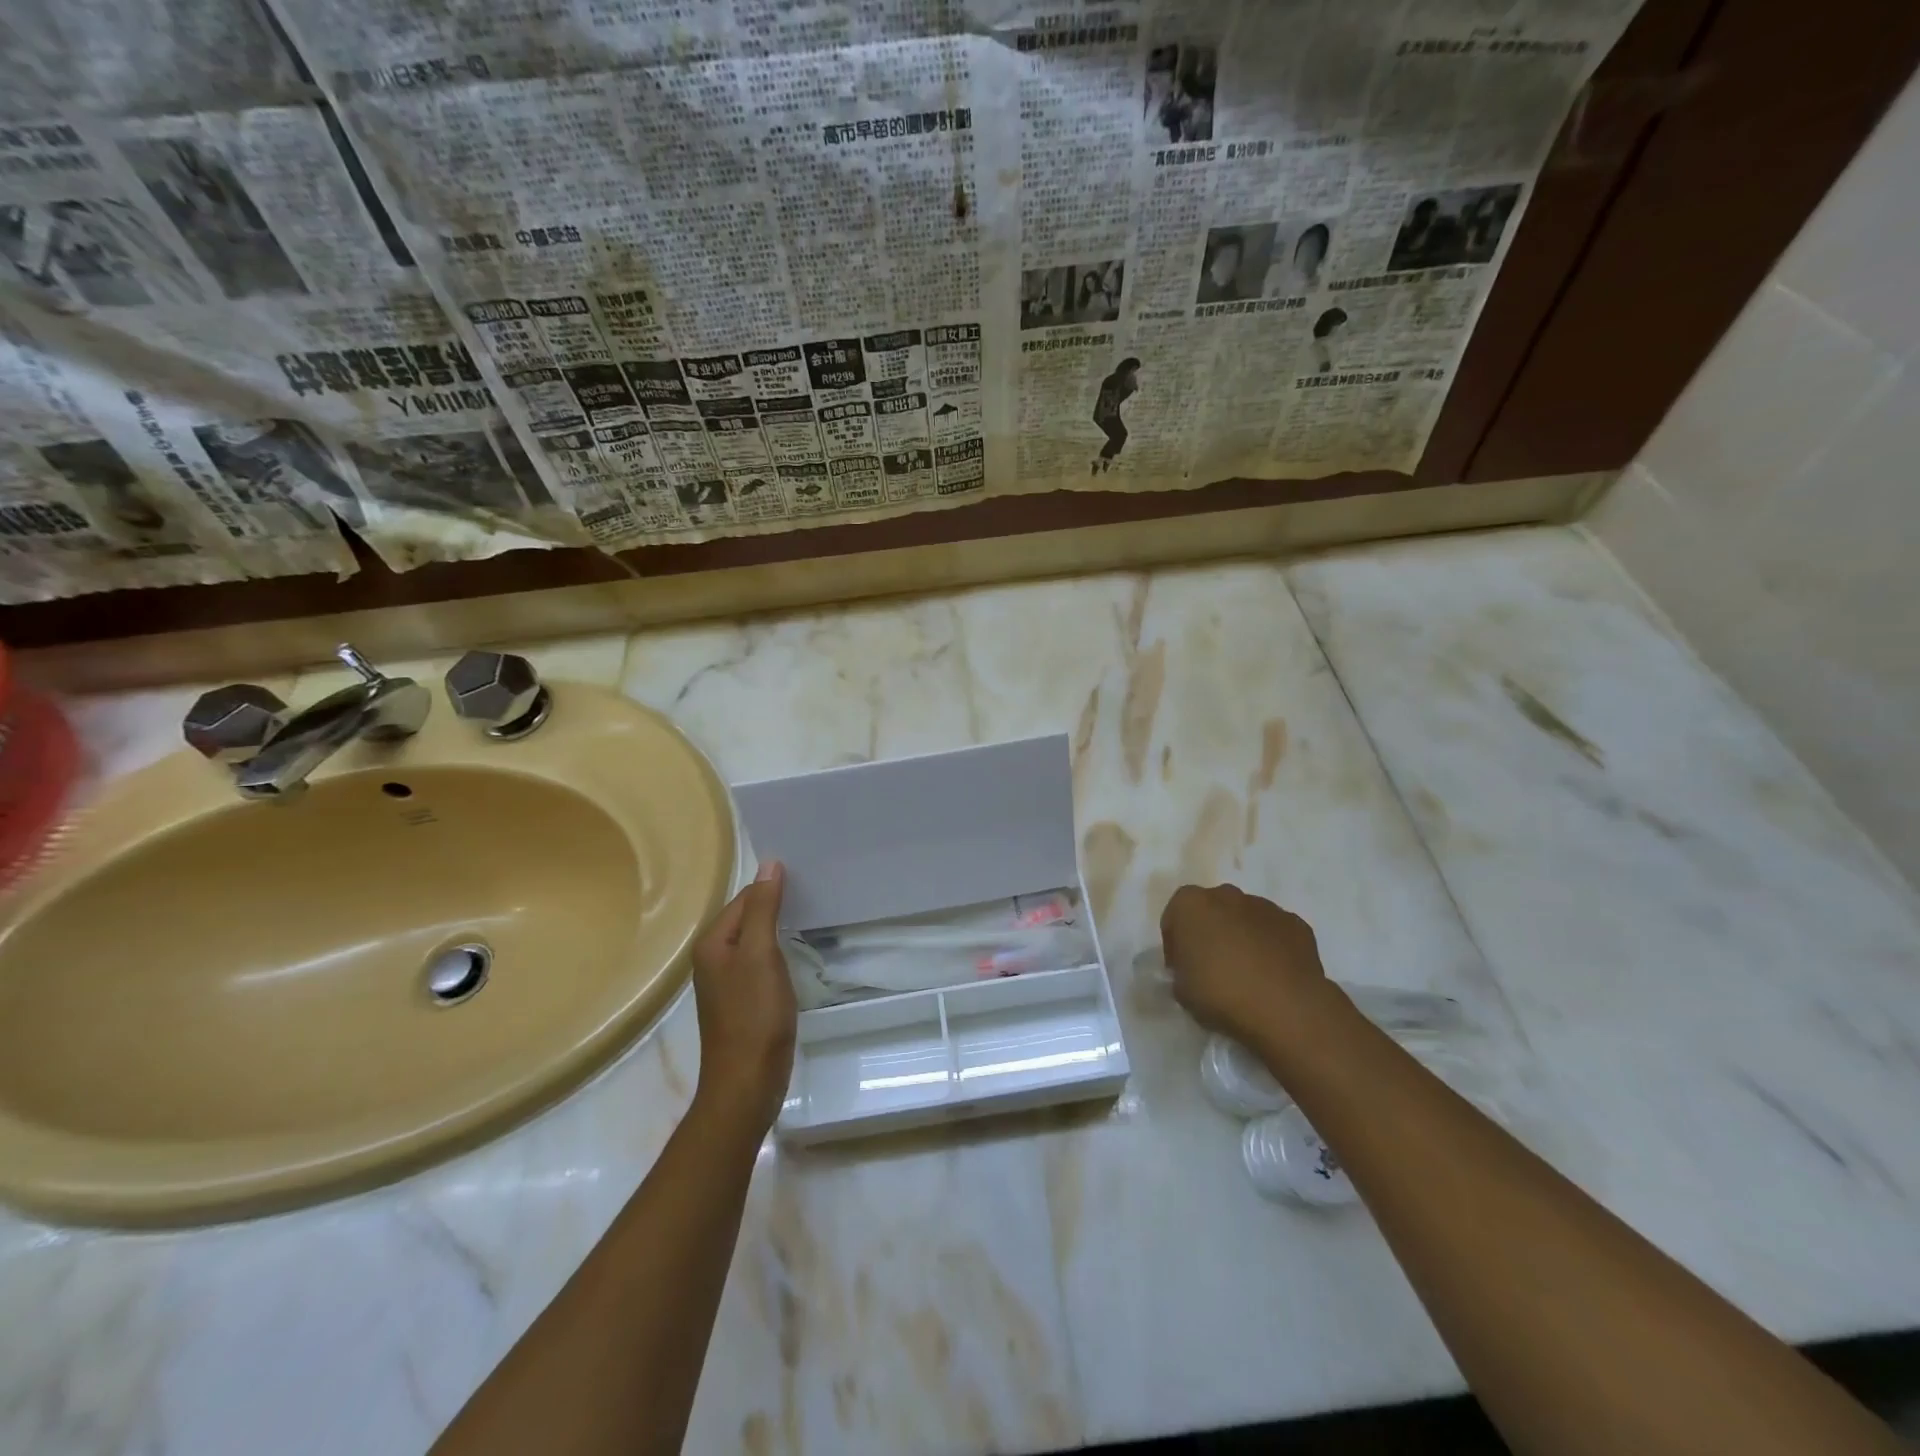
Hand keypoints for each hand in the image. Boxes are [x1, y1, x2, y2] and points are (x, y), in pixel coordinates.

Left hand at [689, 861, 795, 1133]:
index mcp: (712, 943)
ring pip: (756, 942)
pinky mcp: (743, 1002)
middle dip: (777, 906)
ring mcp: (727, 983)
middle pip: (748, 918)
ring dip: (779, 930)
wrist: (747, 1082)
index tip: (808, 878)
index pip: (745, 898)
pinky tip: (799, 955)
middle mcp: (713, 959)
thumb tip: (768, 864)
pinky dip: (779, 954)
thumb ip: (763, 908)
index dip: (772, 887)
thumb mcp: (760, 954)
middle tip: (816, 892)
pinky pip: (761, 964)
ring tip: (813, 917)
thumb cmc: (754, 1014)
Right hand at [1160, 883, 1329, 1046]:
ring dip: (1241, 938)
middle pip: (1212, 910)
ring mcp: (1265, 907)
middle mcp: (1227, 895)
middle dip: (1210, 933)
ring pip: (1245, 919)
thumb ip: (1181, 972)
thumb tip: (1191, 972)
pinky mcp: (1296, 924)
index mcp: (1191, 904)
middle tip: (1212, 968)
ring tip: (1246, 975)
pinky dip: (1270, 948)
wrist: (1285, 1008)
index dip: (1175, 944)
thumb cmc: (1220, 994)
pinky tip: (1273, 976)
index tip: (1181, 970)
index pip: (1175, 917)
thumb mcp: (1181, 990)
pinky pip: (1274, 933)